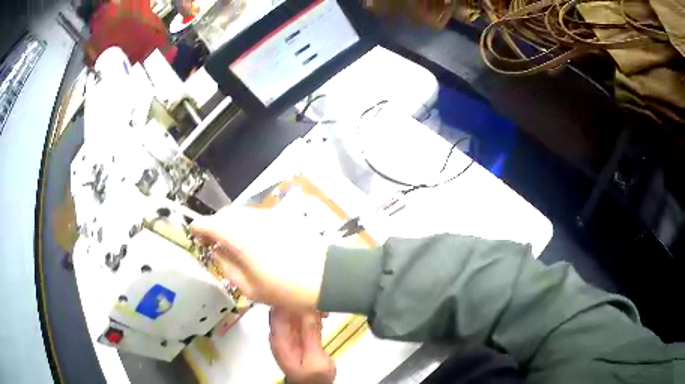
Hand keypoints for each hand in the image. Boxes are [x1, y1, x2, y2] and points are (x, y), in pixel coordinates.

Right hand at [191, 205, 327, 308]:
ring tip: (232, 244)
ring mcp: (269, 216)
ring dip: (231, 224)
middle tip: (213, 243)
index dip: (199, 228)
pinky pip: (256, 216)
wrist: (327, 277)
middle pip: (225, 215)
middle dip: (214, 226)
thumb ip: (227, 266)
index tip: (196, 236)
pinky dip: (246, 224)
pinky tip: (252, 241)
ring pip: (241, 213)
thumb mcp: (250, 287)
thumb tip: (217, 251)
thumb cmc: (286, 289)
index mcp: (239, 237)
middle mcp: (251, 220)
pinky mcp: (282, 217)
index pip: (209, 223)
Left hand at [270, 307, 335, 383]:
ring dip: (308, 309)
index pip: (277, 311)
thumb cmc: (313, 377)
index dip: (289, 300)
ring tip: (324, 311)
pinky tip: (323, 317)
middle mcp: (281, 334)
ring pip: (293, 313)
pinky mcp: (299, 337)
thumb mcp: (315, 359)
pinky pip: (301, 320)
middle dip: (301, 303)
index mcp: (280, 339)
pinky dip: (311, 316)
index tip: (308, 297)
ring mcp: (289, 335)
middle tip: (320, 304)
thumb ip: (310, 335)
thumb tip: (309, 311)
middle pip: (284, 309)